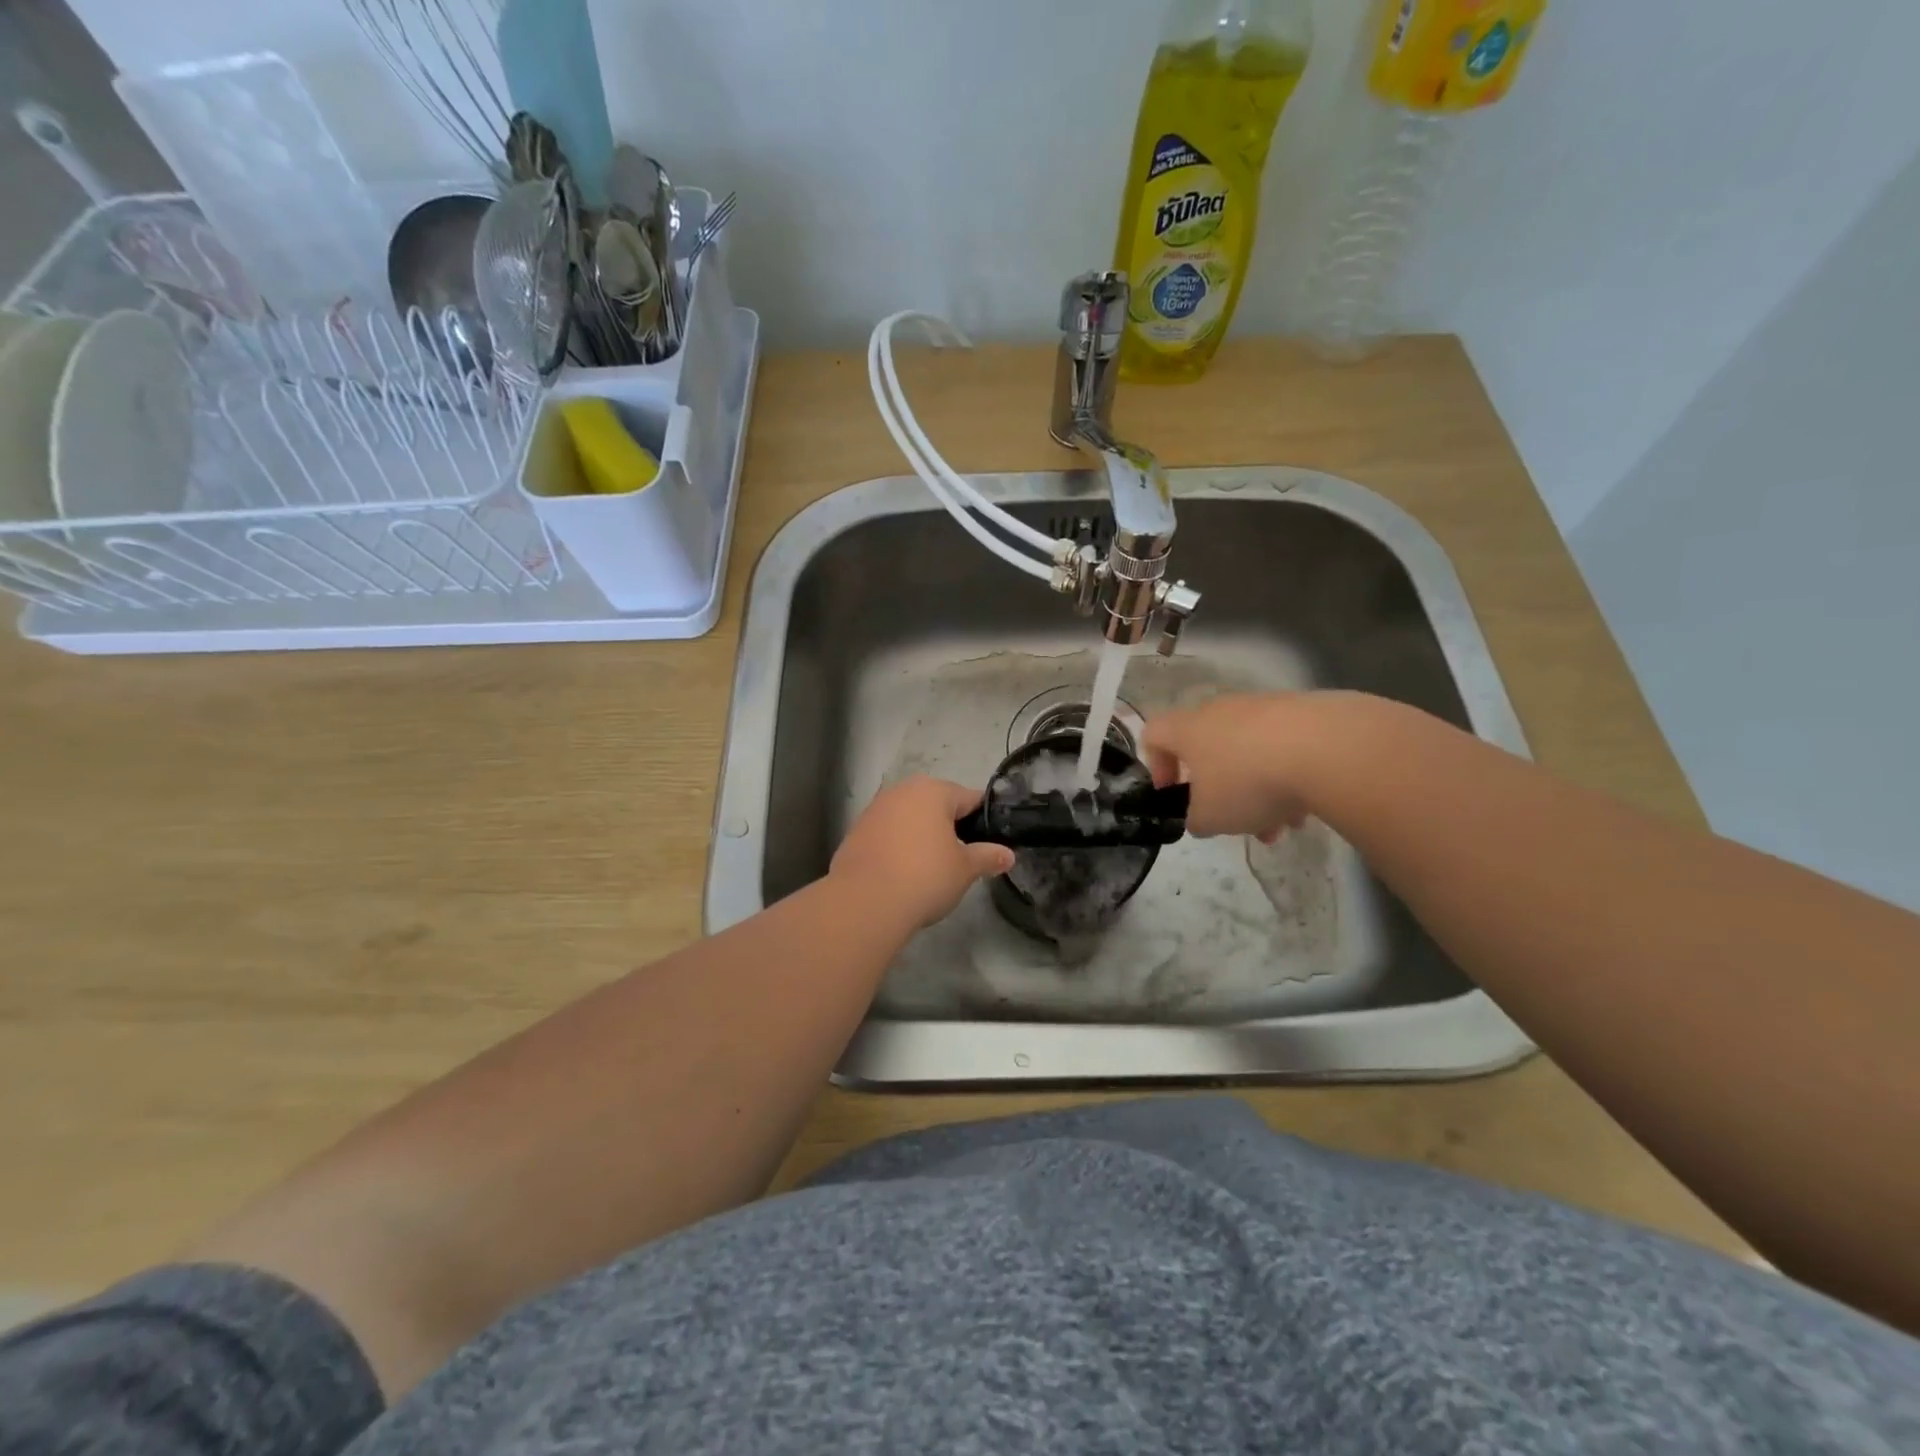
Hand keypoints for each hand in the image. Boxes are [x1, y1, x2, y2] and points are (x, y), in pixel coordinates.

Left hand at [831, 777, 1015, 927]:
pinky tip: (902, 872)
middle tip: (961, 858)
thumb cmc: (925, 877)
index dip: (984, 820)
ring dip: (921, 835)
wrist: (864, 902)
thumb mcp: (965, 869)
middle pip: (937, 804)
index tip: (990, 843)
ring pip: (910, 818)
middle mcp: (902, 790)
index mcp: (933, 791)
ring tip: (930, 868)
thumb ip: (988, 857)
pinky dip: (898, 846)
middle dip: (950, 827)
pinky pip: (887, 833)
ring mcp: (875, 809)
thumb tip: (1008, 855)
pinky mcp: (856, 831)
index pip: (970, 798)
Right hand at [1142, 693, 1321, 841]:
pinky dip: (1290, 776)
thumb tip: (1202, 816)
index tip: (1174, 793)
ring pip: (1250, 753)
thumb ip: (1196, 819)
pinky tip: (1308, 807)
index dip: (1157, 765)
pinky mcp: (1304, 711)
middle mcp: (1221, 711)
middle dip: (1222, 790)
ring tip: (1282, 825)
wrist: (1326, 748)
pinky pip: (1285, 748)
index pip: (1154, 734)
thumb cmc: (1248, 782)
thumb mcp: (1210, 818)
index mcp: (1189, 730)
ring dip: (1260, 790)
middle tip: (1238, 822)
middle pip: (1209, 750)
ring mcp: (1264, 707)